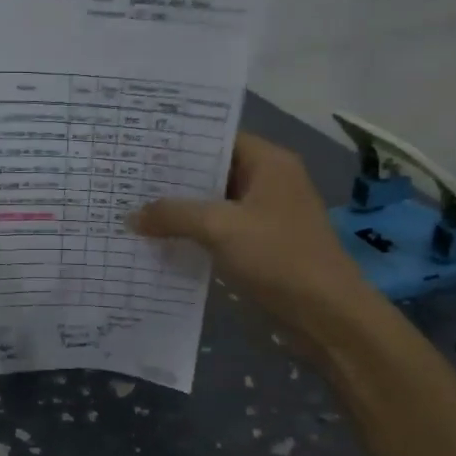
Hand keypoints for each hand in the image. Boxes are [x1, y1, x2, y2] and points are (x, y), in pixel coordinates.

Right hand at [134, 132, 376, 339]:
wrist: (327, 316)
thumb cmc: (279, 257)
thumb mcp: (220, 228)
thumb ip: (174, 215)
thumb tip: (131, 215)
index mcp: (269, 163)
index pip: (218, 139)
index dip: (180, 143)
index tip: (141, 147)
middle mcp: (269, 183)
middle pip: (214, 172)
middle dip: (173, 179)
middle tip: (128, 178)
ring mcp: (266, 217)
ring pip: (214, 204)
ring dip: (181, 210)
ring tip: (134, 207)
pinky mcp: (261, 247)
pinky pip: (219, 231)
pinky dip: (194, 234)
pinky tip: (159, 240)